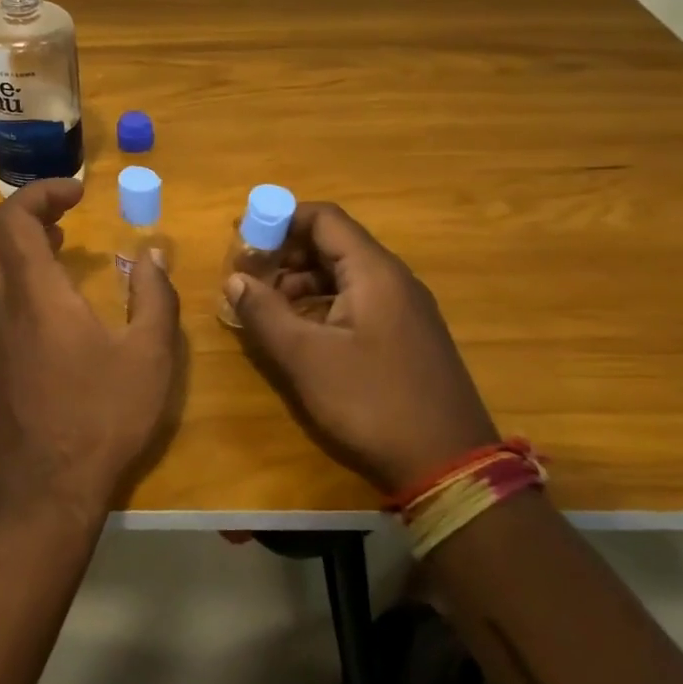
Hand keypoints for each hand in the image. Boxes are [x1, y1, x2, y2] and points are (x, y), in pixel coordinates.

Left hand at [0, 179, 181, 522]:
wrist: (48, 487)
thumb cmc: (103, 416)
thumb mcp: (150, 356)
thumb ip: (154, 298)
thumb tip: (152, 255)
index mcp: (35, 293)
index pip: (14, 218)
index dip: (41, 192)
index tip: (79, 193)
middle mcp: (1, 303)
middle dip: (19, 209)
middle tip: (64, 212)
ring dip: (12, 238)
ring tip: (60, 241)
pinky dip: (10, 268)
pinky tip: (50, 289)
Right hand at [224, 202, 497, 494]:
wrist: (449, 465)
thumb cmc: (372, 402)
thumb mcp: (307, 358)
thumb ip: (265, 313)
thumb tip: (233, 279)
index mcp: (374, 272)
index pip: (324, 218)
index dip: (280, 219)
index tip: (243, 237)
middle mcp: (394, 279)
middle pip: (334, 243)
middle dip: (286, 252)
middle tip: (248, 275)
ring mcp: (405, 308)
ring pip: (345, 274)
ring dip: (302, 279)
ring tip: (267, 305)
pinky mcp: (406, 335)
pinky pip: (358, 300)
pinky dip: (323, 302)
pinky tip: (301, 330)